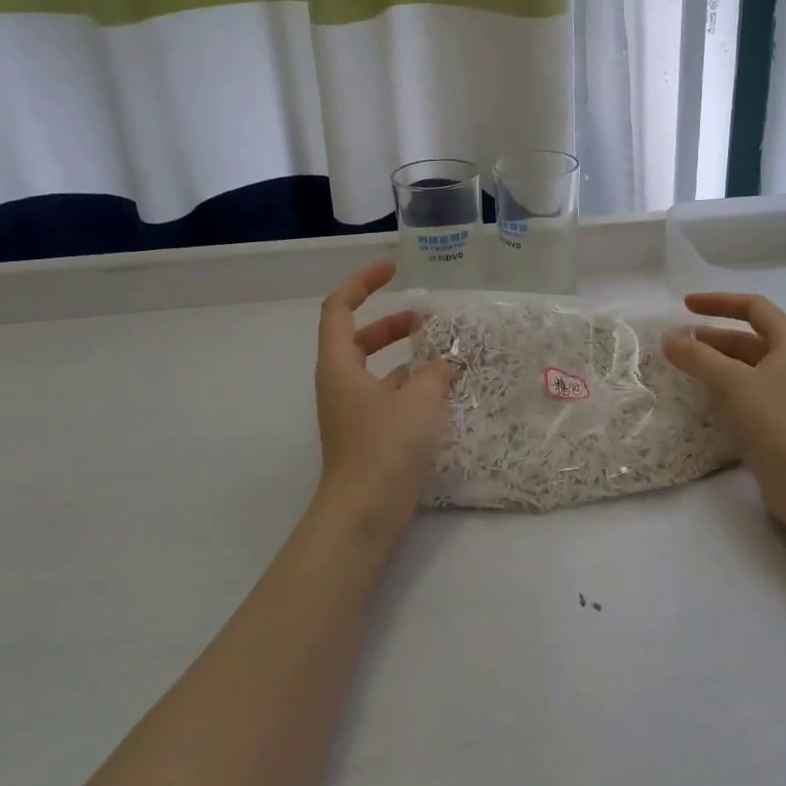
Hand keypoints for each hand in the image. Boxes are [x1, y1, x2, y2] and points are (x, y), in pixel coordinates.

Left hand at [311, 261, 455, 538]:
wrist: (364, 514)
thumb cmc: (386, 447)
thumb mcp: (420, 400)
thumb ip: (436, 372)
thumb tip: (447, 362)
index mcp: (339, 364)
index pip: (339, 307)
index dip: (364, 283)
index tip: (394, 271)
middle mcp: (339, 383)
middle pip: (358, 337)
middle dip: (391, 324)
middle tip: (427, 321)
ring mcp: (351, 411)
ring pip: (375, 369)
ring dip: (405, 357)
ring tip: (444, 357)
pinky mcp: (366, 435)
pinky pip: (386, 396)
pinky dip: (410, 386)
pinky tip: (442, 394)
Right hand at [664, 293, 785, 517]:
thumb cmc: (774, 421)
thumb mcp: (732, 382)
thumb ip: (698, 357)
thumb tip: (670, 340)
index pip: (754, 307)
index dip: (718, 302)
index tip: (685, 306)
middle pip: (749, 338)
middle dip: (712, 337)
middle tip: (678, 343)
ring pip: (748, 366)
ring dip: (716, 362)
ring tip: (684, 368)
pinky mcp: (783, 420)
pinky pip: (749, 391)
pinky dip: (725, 386)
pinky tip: (703, 396)